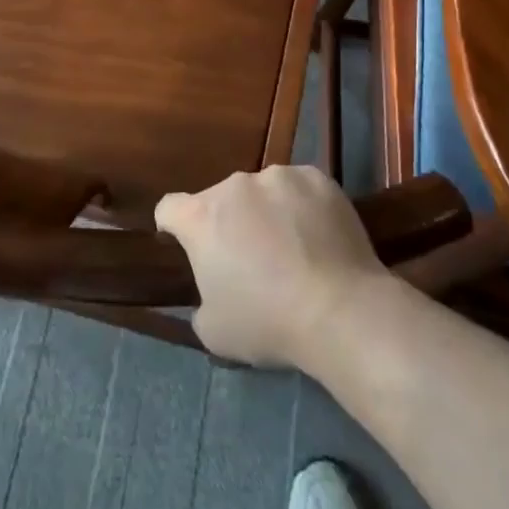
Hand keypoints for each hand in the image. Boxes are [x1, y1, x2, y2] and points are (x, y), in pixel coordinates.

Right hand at [156, 165, 390, 368]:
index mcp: (201, 217)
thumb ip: (201, 301)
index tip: (186, 246)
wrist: (339, 309)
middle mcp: (234, 185)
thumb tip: (214, 288)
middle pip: (221, 199)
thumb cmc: (268, 322)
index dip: (173, 226)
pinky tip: (320, 236)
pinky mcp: (316, 177)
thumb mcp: (214, 331)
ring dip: (267, 211)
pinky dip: (303, 206)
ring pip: (263, 191)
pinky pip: (300, 188)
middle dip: (229, 223)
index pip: (169, 208)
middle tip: (251, 259)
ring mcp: (278, 176)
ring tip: (293, 247)